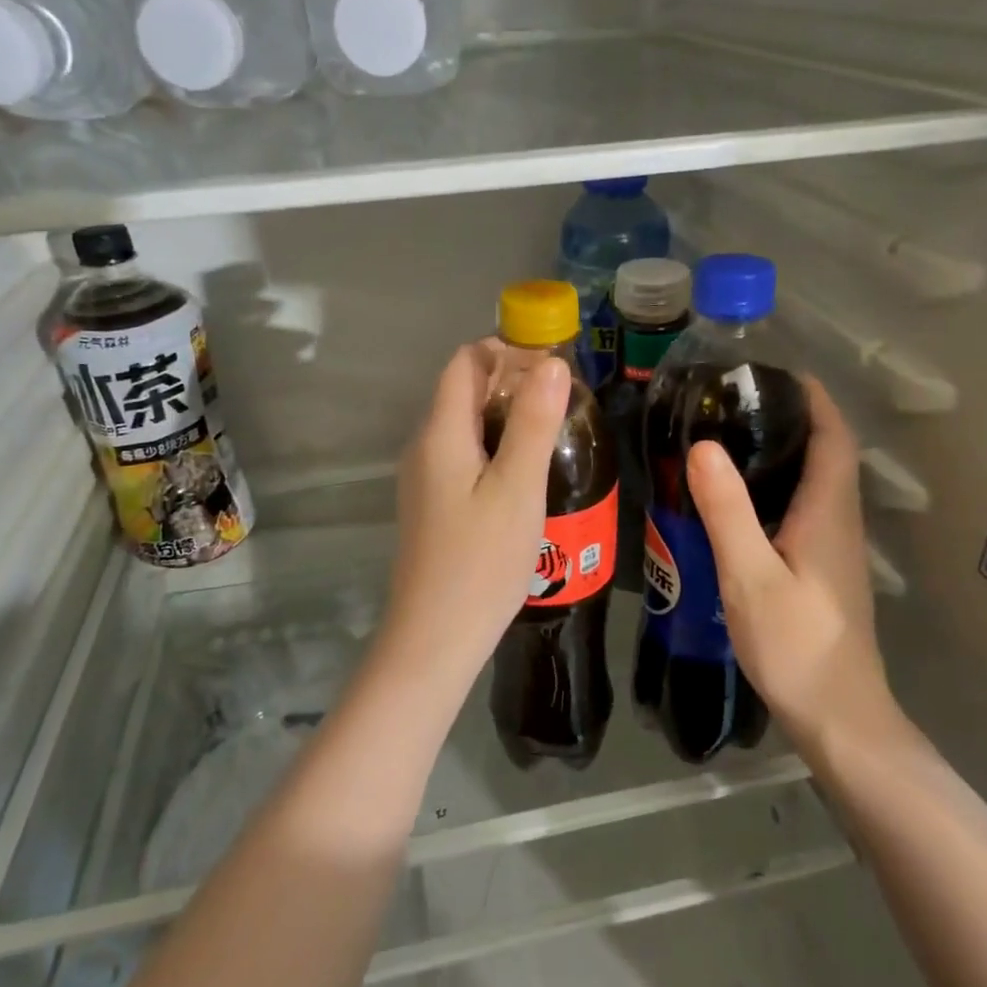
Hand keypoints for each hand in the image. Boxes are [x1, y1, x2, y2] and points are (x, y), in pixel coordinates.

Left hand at [380, 342, 570, 682]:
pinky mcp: (432, 504)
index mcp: (441, 433)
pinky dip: (495, 448)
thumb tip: (551, 362)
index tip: (552, 365)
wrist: (436, 636)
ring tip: (553, 434)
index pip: (465, 362)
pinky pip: (463, 456)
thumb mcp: (518, 488)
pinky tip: (525, 475)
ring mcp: (424, 478)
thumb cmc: (482, 560)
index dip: (506, 351)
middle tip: (563, 402)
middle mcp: (424, 447)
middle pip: (463, 391)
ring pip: (466, 426)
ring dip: (506, 417)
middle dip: (511, 383)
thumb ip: (534, 422)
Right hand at [686, 376, 895, 754]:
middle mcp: (839, 522)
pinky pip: (804, 510)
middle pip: (826, 453)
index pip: (833, 436)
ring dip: (785, 453)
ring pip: (816, 483)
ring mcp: (835, 549)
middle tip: (735, 403)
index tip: (775, 372)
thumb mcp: (749, 575)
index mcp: (828, 512)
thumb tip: (703, 446)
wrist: (839, 716)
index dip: (812, 398)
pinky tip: (740, 503)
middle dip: (792, 418)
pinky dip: (778, 488)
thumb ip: (727, 510)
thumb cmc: (796, 644)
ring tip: (730, 440)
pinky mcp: (823, 571)